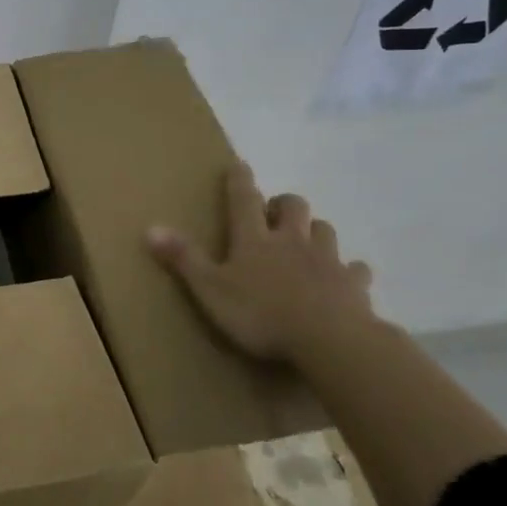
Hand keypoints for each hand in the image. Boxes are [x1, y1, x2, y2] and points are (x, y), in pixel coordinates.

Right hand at [146, 161, 374, 363]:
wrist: (329, 340)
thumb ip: (184, 259)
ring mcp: (327, 260)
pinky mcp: (354, 284)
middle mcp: (292, 241)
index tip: (239, 164)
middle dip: (283, 204)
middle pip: (294, 206)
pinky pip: (355, 269)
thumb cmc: (261, 314)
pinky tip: (345, 279)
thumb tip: (151, 227)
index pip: (244, 199)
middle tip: (274, 214)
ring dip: (314, 231)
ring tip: (306, 242)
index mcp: (255, 240)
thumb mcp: (210, 290)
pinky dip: (349, 270)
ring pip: (325, 230)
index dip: (239, 180)